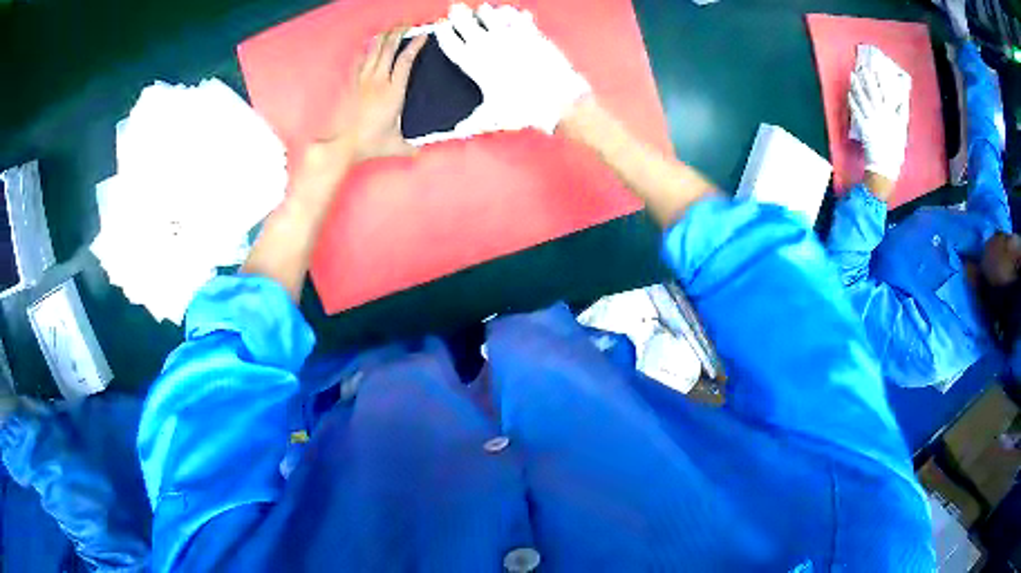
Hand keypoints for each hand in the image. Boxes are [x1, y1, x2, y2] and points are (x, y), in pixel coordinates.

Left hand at [317, 28, 426, 164]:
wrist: (342, 145)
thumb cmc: (369, 143)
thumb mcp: (395, 145)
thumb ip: (409, 147)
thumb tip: (419, 153)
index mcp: (393, 91)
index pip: (406, 61)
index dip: (415, 45)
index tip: (423, 35)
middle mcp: (378, 82)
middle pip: (389, 49)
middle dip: (398, 33)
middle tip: (406, 23)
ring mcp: (363, 82)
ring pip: (374, 52)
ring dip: (383, 38)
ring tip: (390, 28)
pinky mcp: (352, 86)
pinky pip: (359, 62)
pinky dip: (365, 51)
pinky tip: (368, 45)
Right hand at [434, 3, 590, 137]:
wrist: (557, 99)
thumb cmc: (523, 109)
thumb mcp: (493, 115)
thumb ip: (473, 120)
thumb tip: (459, 130)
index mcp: (473, 64)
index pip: (450, 41)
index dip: (443, 31)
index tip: (441, 23)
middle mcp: (487, 46)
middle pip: (465, 21)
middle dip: (458, 13)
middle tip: (456, 8)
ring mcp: (509, 36)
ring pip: (490, 13)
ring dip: (485, 11)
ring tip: (484, 9)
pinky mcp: (529, 33)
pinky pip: (516, 16)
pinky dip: (512, 13)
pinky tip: (512, 13)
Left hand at [849, 67, 909, 182]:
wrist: (885, 166)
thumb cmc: (894, 150)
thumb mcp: (901, 131)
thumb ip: (900, 115)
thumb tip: (901, 101)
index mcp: (891, 115)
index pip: (886, 93)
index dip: (881, 81)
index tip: (876, 70)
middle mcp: (881, 115)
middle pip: (873, 93)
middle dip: (867, 79)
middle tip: (862, 68)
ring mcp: (871, 120)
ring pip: (863, 99)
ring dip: (857, 86)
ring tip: (852, 76)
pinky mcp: (863, 127)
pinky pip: (856, 112)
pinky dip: (852, 102)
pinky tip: (849, 94)